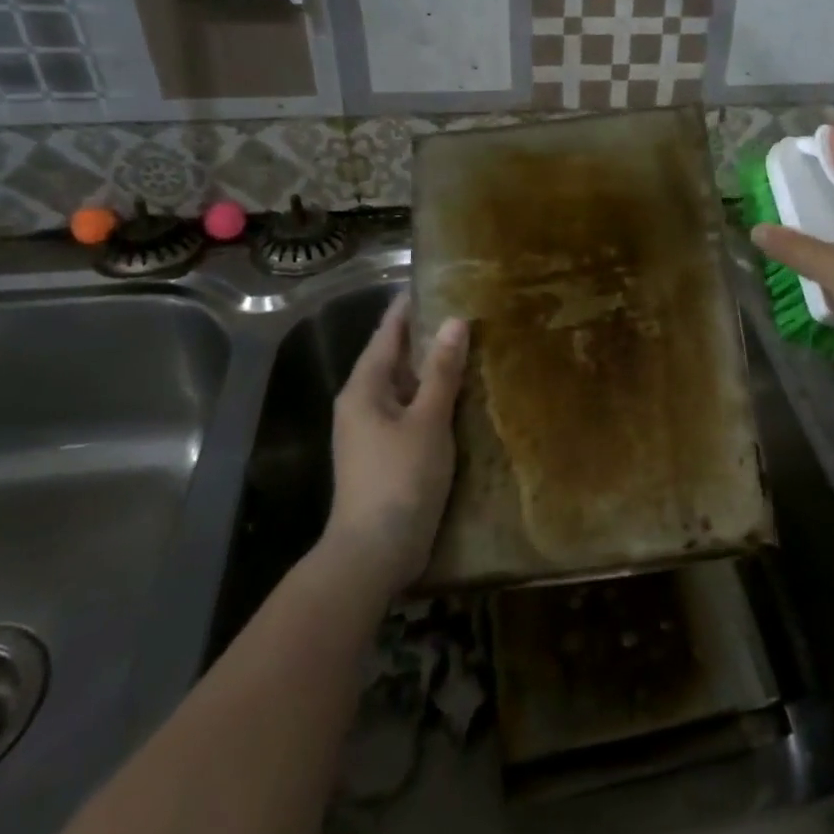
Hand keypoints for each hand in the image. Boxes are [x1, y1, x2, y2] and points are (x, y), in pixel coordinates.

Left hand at [322, 293, 468, 597]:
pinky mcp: (388, 453)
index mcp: (364, 388)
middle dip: (427, 335)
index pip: (387, 333)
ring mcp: (373, 431)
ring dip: (433, 368)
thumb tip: (456, 322)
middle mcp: (363, 403)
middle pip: (395, 358)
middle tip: (466, 311)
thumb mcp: (427, 421)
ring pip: (405, 386)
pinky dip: (434, 397)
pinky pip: (412, 411)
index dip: (409, 308)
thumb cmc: (399, 478)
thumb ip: (443, 372)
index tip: (436, 282)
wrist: (374, 551)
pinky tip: (461, 395)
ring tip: (470, 345)